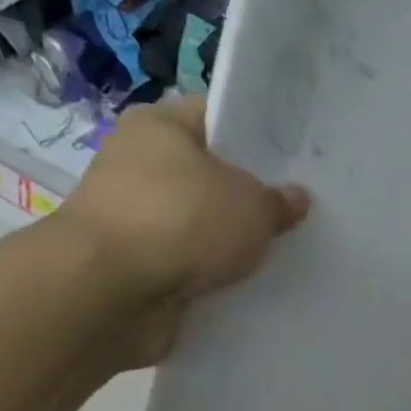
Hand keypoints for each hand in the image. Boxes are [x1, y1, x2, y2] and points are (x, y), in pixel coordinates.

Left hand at [50, 94, 309, 362]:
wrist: (114, 292)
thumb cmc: (182, 222)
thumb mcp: (251, 206)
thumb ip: (278, 202)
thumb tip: (296, 199)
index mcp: (160, 125)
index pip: (217, 117)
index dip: (258, 137)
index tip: (295, 163)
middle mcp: (140, 164)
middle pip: (209, 177)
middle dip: (248, 199)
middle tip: (296, 216)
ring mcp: (134, 219)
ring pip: (199, 227)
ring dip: (229, 246)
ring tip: (279, 258)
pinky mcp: (136, 268)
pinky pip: (187, 268)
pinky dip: (210, 279)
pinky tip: (246, 290)